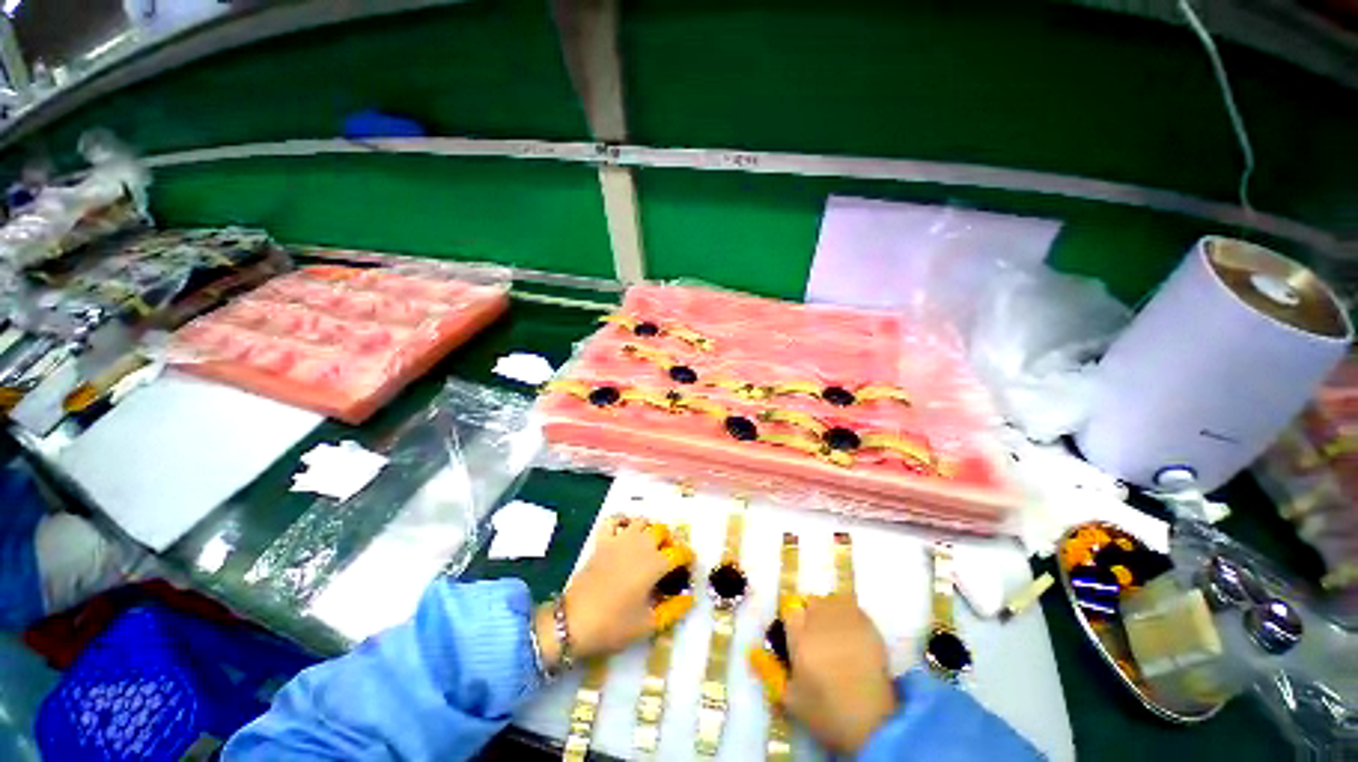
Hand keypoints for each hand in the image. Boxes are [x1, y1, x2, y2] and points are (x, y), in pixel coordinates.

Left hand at [535, 516, 694, 664]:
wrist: (574, 621)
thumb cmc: (614, 625)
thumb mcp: (648, 624)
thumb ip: (673, 609)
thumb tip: (689, 598)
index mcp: (655, 563)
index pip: (679, 552)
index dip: (687, 558)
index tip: (688, 567)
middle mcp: (640, 544)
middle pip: (662, 531)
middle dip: (670, 541)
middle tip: (669, 557)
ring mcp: (620, 539)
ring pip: (642, 521)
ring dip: (650, 529)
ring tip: (650, 545)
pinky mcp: (602, 540)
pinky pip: (614, 520)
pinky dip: (623, 520)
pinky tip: (626, 530)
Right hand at [750, 594, 896, 753]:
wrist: (875, 725)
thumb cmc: (827, 713)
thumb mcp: (791, 699)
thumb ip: (769, 672)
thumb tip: (751, 651)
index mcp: (800, 637)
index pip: (789, 610)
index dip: (791, 622)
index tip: (795, 637)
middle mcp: (821, 621)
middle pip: (809, 602)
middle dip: (809, 615)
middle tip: (815, 639)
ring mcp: (846, 620)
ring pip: (830, 601)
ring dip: (828, 612)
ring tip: (834, 635)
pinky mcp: (868, 624)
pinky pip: (851, 606)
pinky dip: (848, 614)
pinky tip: (850, 634)